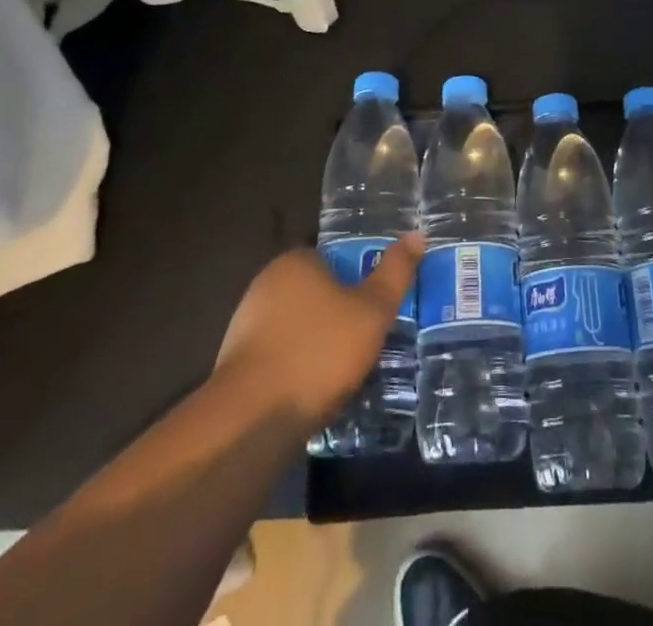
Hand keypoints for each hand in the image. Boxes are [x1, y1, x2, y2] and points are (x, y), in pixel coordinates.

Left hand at [214, 236, 424, 428]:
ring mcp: (245, 324)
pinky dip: (296, 367)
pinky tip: (313, 391)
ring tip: (344, 371)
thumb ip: (395, 272)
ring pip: (296, 326)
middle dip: (338, 313)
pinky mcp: (235, 364)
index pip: (334, 259)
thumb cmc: (319, 353)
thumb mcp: (372, 311)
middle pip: (315, 292)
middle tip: (366, 340)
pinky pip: (278, 355)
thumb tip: (417, 233)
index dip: (358, 280)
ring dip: (316, 343)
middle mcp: (266, 283)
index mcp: (296, 261)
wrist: (251, 420)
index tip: (375, 307)